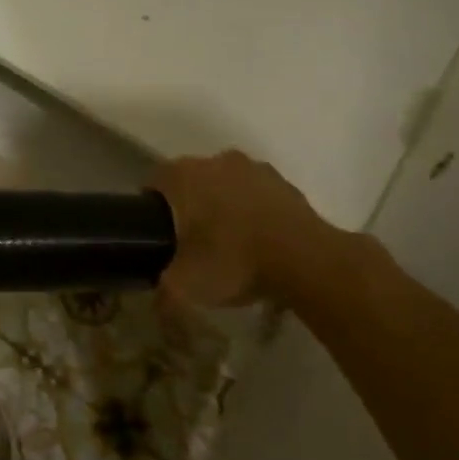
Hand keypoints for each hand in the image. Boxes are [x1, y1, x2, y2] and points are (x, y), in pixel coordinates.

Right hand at [150, 150, 345, 308]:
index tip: (158, 236)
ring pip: (225, 186)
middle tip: (191, 244)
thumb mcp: (183, 286)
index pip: (153, 183)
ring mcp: (254, 168)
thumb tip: (156, 298)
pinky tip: (258, 243)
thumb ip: (161, 289)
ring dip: (223, 207)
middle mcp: (215, 161)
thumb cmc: (233, 261)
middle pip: (191, 182)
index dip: (151, 209)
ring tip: (228, 245)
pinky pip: (257, 196)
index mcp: (182, 175)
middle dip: (189, 207)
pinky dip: (253, 213)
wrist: (306, 261)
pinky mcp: (285, 184)